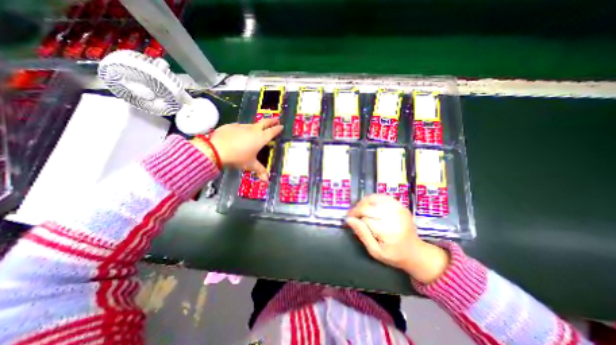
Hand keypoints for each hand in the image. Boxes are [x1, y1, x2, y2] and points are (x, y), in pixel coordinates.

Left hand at [208, 118, 281, 179]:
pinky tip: (239, 135)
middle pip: (264, 122)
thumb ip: (260, 171)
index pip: (272, 131)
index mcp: (261, 138)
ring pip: (252, 125)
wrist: (216, 149)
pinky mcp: (231, 125)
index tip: (282, 126)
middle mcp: (253, 130)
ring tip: (256, 131)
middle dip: (271, 121)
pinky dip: (243, 130)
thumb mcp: (250, 164)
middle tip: (276, 119)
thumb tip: (267, 181)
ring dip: (256, 127)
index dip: (278, 129)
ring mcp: (242, 126)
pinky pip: (240, 127)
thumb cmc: (238, 157)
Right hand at [346, 194, 447, 282]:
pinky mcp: (399, 204)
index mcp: (388, 230)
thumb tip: (349, 219)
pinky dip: (371, 199)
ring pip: (373, 198)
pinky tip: (369, 206)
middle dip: (356, 209)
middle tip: (352, 215)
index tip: (349, 220)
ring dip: (362, 203)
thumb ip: (362, 234)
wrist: (416, 252)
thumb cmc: (394, 255)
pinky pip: (381, 196)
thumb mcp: (375, 251)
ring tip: (359, 210)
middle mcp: (393, 216)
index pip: (364, 217)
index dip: (354, 217)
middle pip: (367, 206)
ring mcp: (398, 208)